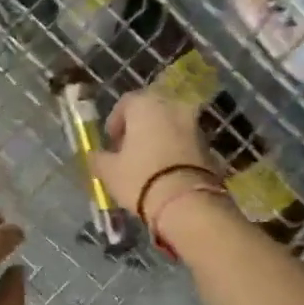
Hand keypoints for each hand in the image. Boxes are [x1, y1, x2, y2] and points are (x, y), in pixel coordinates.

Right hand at [92, 89, 220, 220]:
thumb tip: (95, 155)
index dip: (115, 121)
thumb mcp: (109, 171)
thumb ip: (99, 159)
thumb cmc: (140, 178)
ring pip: (170, 125)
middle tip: (128, 150)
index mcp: (145, 105)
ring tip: (147, 163)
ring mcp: (193, 124)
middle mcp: (172, 106)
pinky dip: (174, 150)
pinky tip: (165, 171)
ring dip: (158, 138)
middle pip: (151, 112)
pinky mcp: (208, 145)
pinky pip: (184, 142)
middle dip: (139, 128)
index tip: (111, 141)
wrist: (186, 201)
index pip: (126, 103)